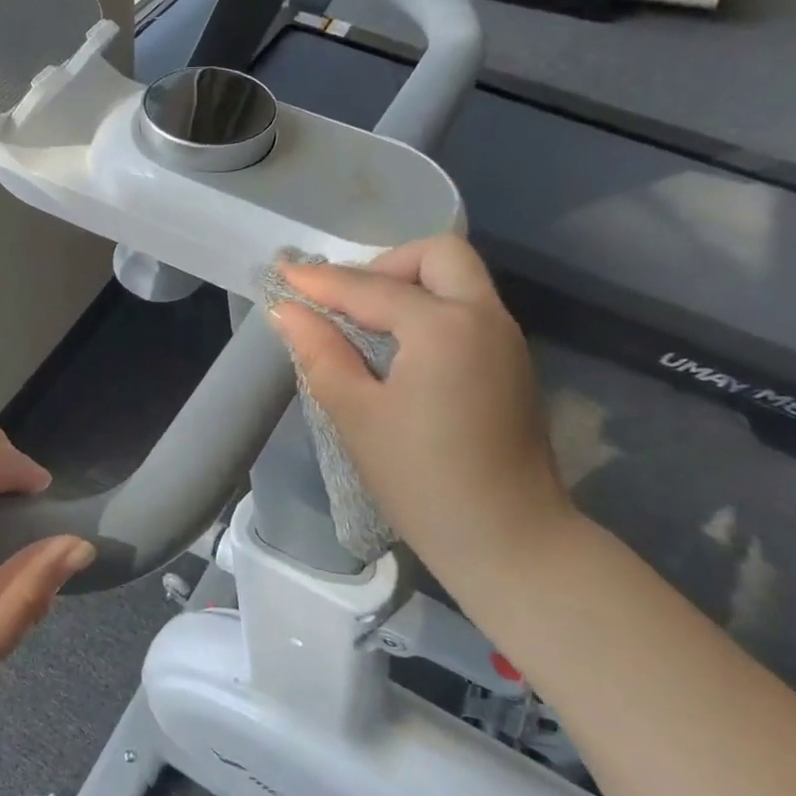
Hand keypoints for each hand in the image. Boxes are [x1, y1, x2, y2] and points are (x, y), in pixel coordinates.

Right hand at [269, 236, 575, 589]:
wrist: (509, 540)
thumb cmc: (422, 480)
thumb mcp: (356, 415)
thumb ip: (319, 352)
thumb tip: (286, 309)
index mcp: (444, 327)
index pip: (371, 288)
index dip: (321, 281)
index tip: (282, 273)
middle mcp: (484, 317)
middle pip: (438, 255)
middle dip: (386, 265)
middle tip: (347, 302)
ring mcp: (506, 339)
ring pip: (459, 280)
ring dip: (410, 285)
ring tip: (365, 324)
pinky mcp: (513, 363)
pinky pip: (468, 310)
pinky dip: (431, 309)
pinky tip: (400, 349)